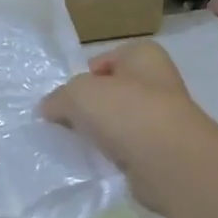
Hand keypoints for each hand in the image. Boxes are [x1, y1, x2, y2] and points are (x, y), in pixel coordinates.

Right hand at [39, 42, 217, 210]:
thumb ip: (59, 97)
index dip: (82, 78)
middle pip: (112, 92)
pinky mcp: (163, 150)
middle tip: (66, 123)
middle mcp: (158, 81)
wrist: (169, 161)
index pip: (104, 61)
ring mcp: (164, 117)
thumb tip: (48, 108)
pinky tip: (101, 162)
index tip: (65, 100)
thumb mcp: (78, 94)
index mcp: (143, 55)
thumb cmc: (126, 112)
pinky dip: (115, 155)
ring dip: (102, 133)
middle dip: (90, 108)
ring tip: (82, 145)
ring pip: (120, 122)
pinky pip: (128, 148)